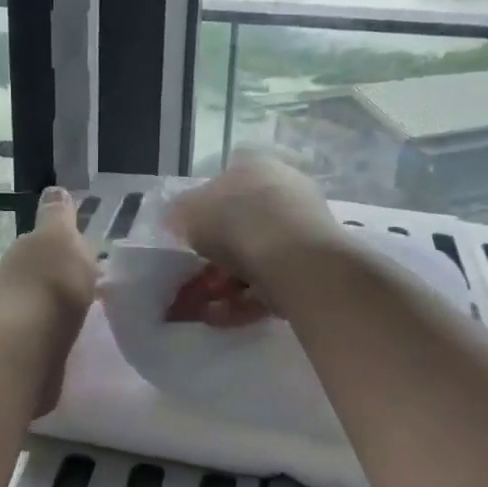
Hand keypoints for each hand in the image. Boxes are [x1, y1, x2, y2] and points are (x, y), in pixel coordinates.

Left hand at [0, 188, 98, 413]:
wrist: (26, 349)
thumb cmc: (50, 285)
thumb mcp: (60, 238)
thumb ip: (59, 216)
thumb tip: (54, 190)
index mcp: (26, 249)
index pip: (47, 240)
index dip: (68, 244)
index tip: (92, 254)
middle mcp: (14, 279)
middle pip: (45, 272)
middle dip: (67, 275)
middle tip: (98, 284)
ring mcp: (16, 317)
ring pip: (46, 302)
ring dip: (63, 304)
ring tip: (92, 312)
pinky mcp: (24, 351)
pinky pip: (49, 332)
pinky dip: (61, 331)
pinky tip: (78, 337)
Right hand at [164, 155, 341, 321]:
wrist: (295, 260)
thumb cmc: (236, 222)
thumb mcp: (188, 212)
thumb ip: (178, 214)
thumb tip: (176, 219)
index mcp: (255, 167)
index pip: (223, 185)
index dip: (199, 215)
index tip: (185, 241)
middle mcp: (283, 191)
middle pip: (239, 227)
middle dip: (211, 259)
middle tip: (188, 283)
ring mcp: (301, 230)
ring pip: (253, 259)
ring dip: (223, 285)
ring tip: (198, 309)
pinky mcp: (312, 267)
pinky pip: (269, 283)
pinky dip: (243, 301)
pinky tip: (219, 318)